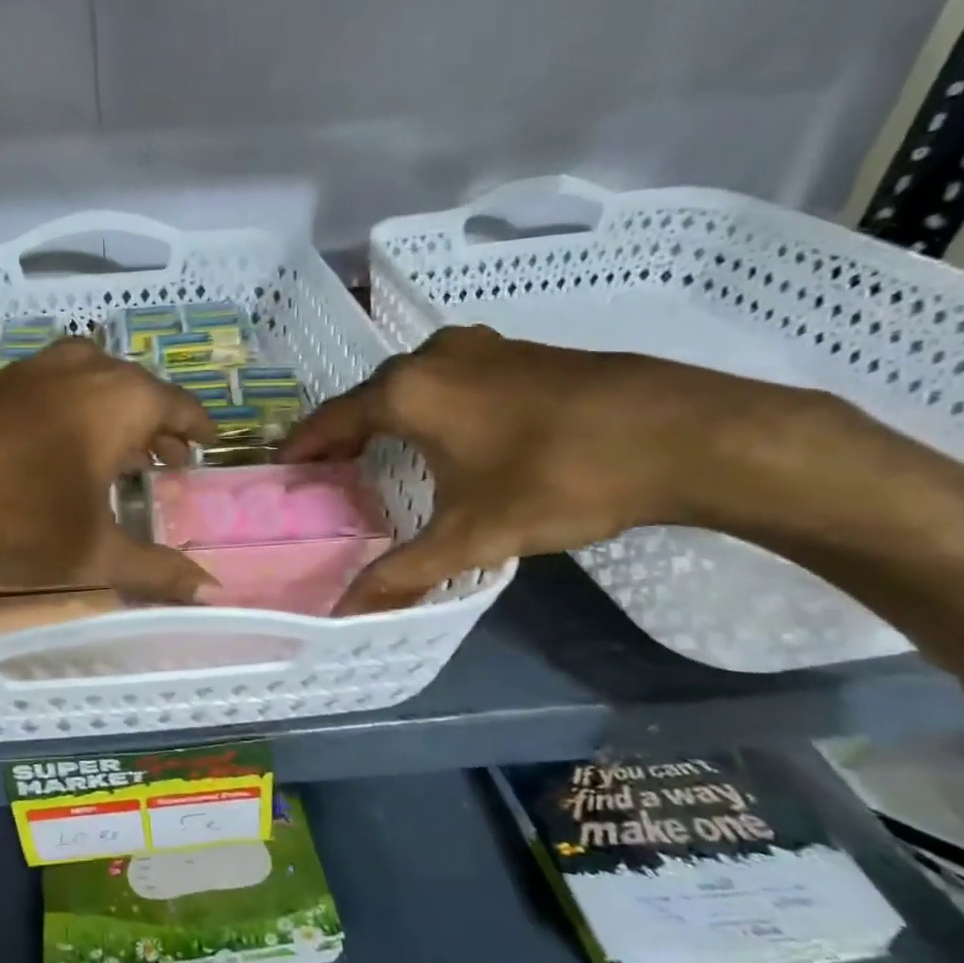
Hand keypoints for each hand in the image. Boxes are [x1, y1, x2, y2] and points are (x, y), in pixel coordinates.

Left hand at [0, 336, 218, 600]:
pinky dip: (63, 417)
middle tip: (164, 460)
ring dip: (107, 417)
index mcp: (120, 398)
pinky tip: (47, 455)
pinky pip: (45, 392)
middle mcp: (80, 368)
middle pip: (135, 390)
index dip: (198, 428)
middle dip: (153, 425)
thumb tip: (211, 591)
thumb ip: (156, 570)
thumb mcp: (92, 554)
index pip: (179, 406)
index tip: (207, 446)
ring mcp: (27, 369)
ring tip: (111, 459)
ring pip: (87, 385)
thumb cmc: (13, 520)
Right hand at [280, 325, 742, 612]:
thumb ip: (403, 573)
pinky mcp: (518, 352)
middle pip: (368, 396)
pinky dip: (429, 405)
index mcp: (407, 391)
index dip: (303, 446)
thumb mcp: (472, 535)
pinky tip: (446, 435)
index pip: (332, 418)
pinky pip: (449, 377)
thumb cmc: (557, 478)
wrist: (681, 433)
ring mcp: (480, 347)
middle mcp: (433, 356)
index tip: (282, 470)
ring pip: (412, 382)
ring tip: (378, 456)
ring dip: (388, 416)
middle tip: (329, 475)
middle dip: (344, 434)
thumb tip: (345, 615)